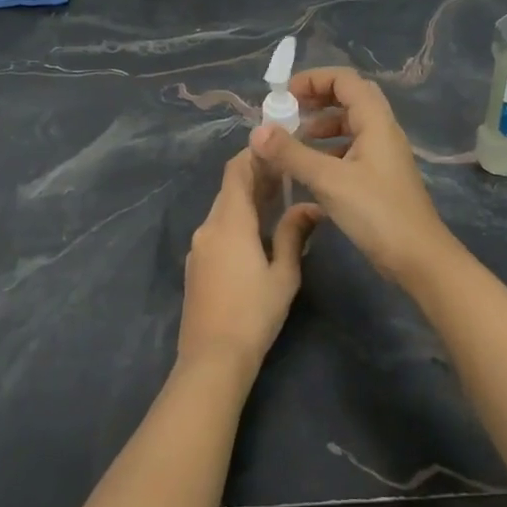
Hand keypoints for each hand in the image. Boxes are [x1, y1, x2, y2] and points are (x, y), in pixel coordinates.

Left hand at [179, 150, 323, 375]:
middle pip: (229, 189)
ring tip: (277, 199)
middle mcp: (208, 227)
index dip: (254, 154)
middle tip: (286, 173)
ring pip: (223, 210)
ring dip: (246, 200)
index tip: (276, 147)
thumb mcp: (283, 274)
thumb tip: (310, 206)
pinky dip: (236, 221)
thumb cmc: (254, 313)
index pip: (236, 171)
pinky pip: (217, 230)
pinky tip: (256, 233)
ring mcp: (198, 247)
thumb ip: (293, 234)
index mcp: (230, 222)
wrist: (212, 358)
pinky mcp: (196, 265)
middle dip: (255, 177)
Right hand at [248, 67, 456, 286]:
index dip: (313, 79)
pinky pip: (351, 150)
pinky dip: (328, 151)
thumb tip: (257, 131)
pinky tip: (309, 171)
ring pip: (349, 126)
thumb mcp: (328, 180)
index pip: (345, 80)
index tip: (284, 96)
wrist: (418, 259)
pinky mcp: (379, 178)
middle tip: (288, 114)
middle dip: (316, 100)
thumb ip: (291, 154)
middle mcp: (382, 131)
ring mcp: (383, 155)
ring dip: (321, 127)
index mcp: (376, 121)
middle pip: (348, 98)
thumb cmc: (376, 213)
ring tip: (293, 144)